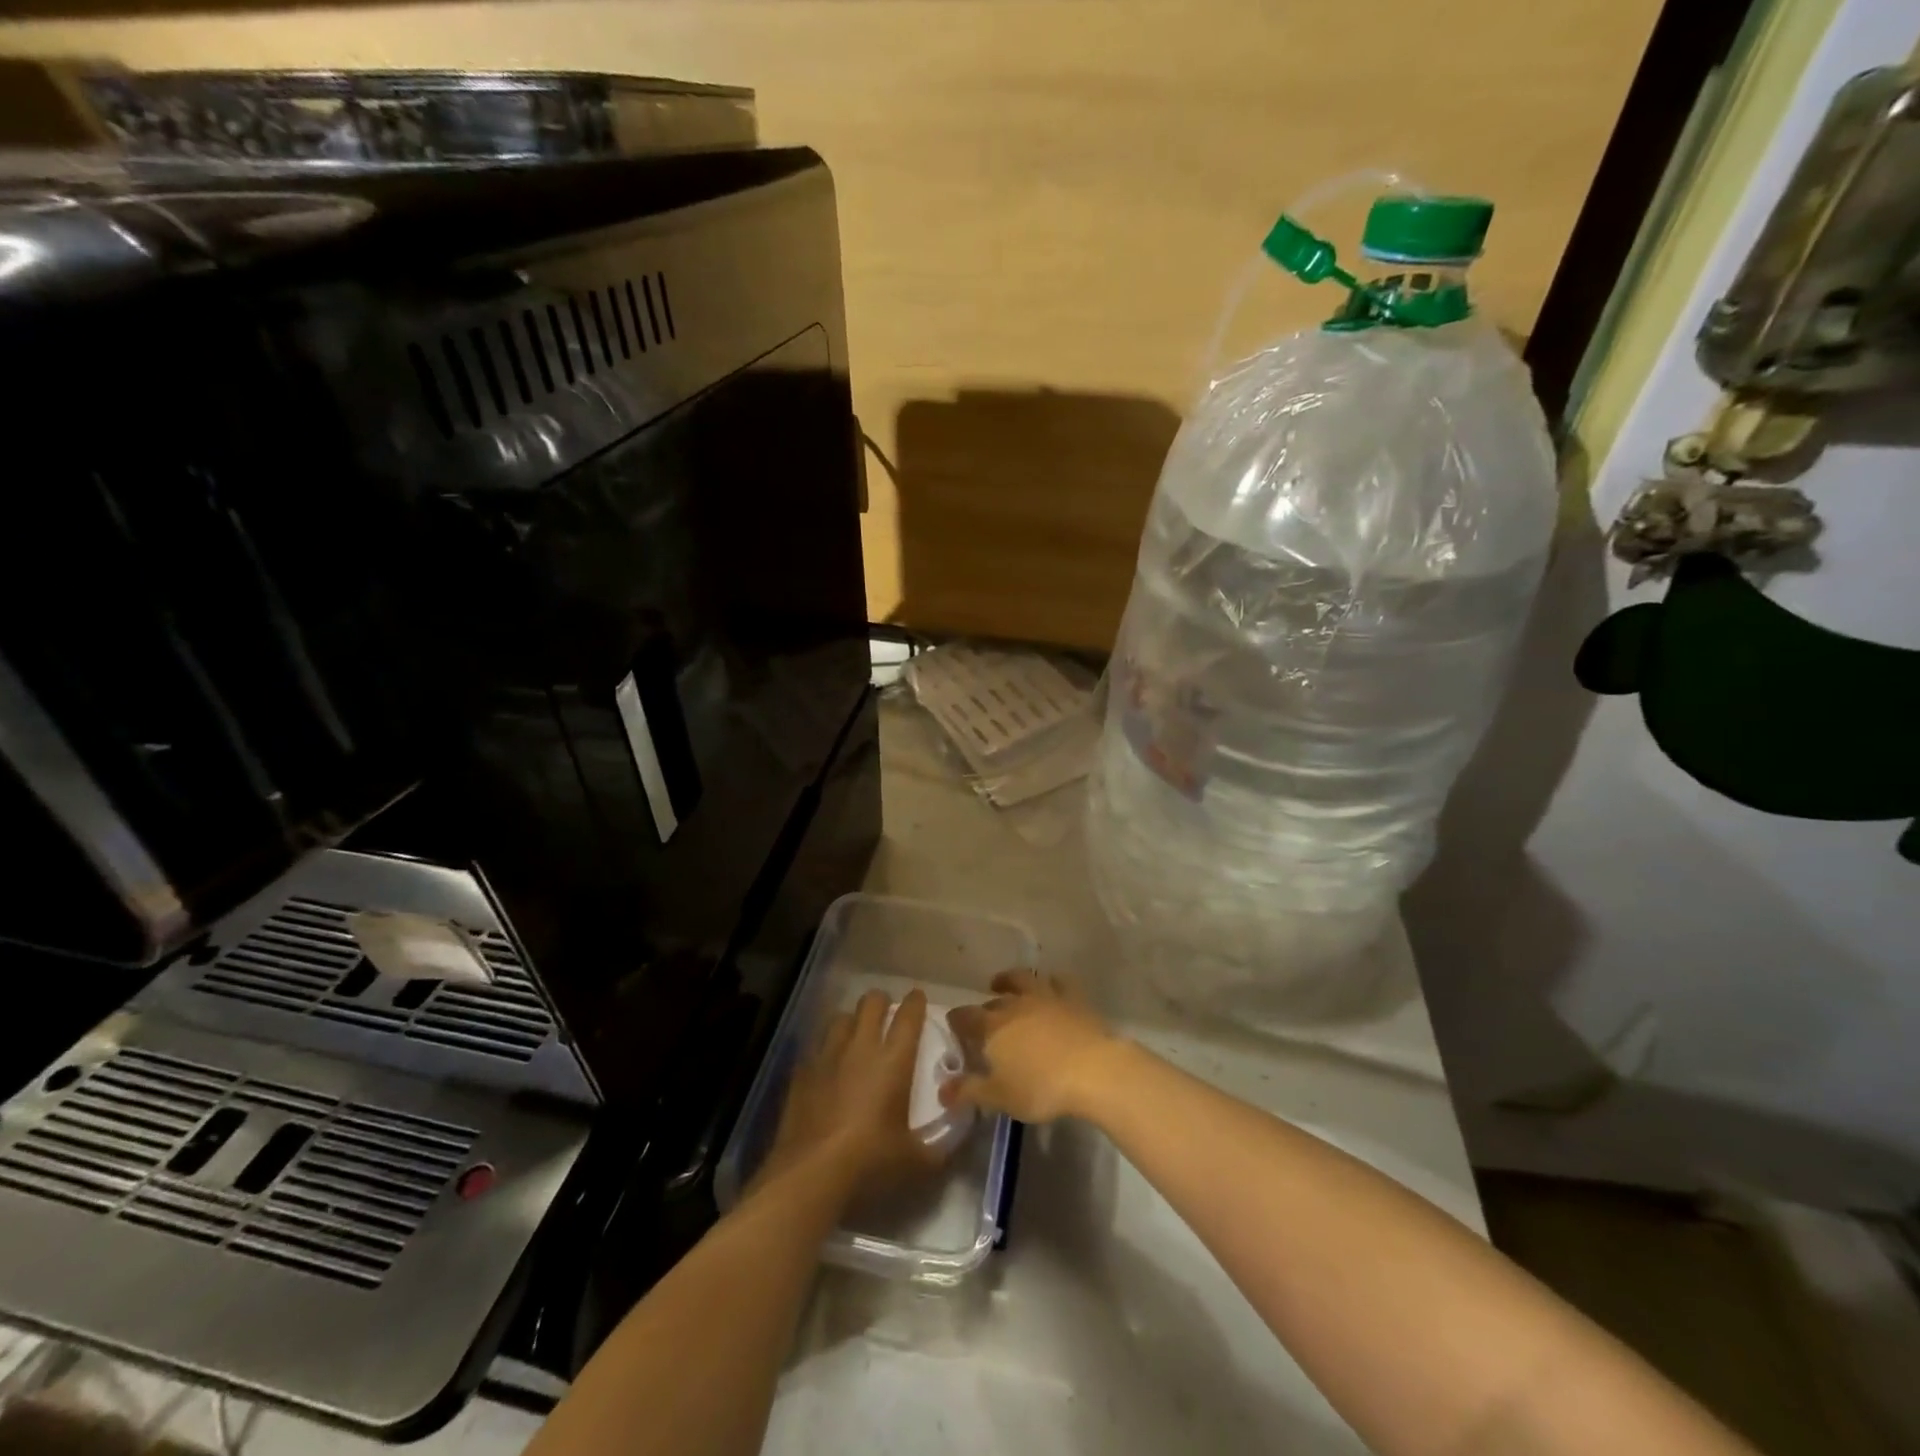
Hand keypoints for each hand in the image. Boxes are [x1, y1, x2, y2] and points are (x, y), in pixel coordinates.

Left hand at [756, 989, 944, 1199]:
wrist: (811, 1174)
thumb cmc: (870, 1161)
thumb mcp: (916, 1161)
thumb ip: (941, 1147)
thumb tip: (958, 1136)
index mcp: (894, 1060)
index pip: (908, 1016)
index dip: (915, 1002)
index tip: (918, 997)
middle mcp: (861, 1047)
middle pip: (871, 1002)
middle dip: (882, 1002)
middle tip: (887, 1014)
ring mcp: (828, 1055)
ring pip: (841, 1017)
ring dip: (852, 1020)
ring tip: (856, 1034)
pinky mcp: (802, 1071)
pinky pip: (816, 1045)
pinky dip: (826, 1047)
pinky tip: (828, 1063)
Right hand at [943, 970, 1123, 1123]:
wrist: (1093, 1070)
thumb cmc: (1041, 1087)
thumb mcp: (1000, 1097)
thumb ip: (970, 1091)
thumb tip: (942, 1090)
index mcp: (993, 1027)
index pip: (966, 1017)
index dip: (957, 1019)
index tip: (953, 1022)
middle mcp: (1016, 1005)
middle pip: (995, 1000)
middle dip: (985, 1006)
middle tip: (983, 1015)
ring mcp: (1046, 997)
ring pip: (1024, 980)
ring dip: (1011, 980)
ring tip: (1005, 983)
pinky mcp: (1074, 999)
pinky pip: (1060, 982)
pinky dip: (1052, 982)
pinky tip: (1052, 985)